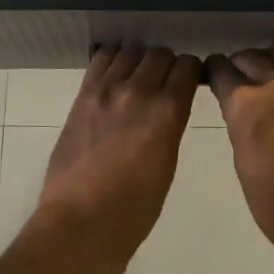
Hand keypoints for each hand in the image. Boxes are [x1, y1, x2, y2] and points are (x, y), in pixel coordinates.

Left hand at [35, 43, 201, 272]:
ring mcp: (107, 90)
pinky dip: (113, 58)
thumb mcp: (167, 165)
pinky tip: (116, 72)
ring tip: (139, 75)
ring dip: (140, 59)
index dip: (192, 70)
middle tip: (165, 80)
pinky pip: (101, 59)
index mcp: (167, 113)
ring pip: (131, 51)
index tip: (191, 79)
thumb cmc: (134, 209)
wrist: (81, 222)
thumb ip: (169, 127)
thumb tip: (168, 108)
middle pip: (160, 54)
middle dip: (168, 63)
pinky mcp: (83, 95)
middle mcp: (139, 92)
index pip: (188, 67)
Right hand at [206, 35, 273, 273]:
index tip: (212, 76)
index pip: (220, 71)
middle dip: (237, 65)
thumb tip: (239, 109)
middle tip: (236, 78)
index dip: (214, 72)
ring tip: (263, 69)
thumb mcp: (242, 160)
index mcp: (243, 106)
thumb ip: (240, 125)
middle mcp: (272, 84)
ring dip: (265, 57)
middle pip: (248, 58)